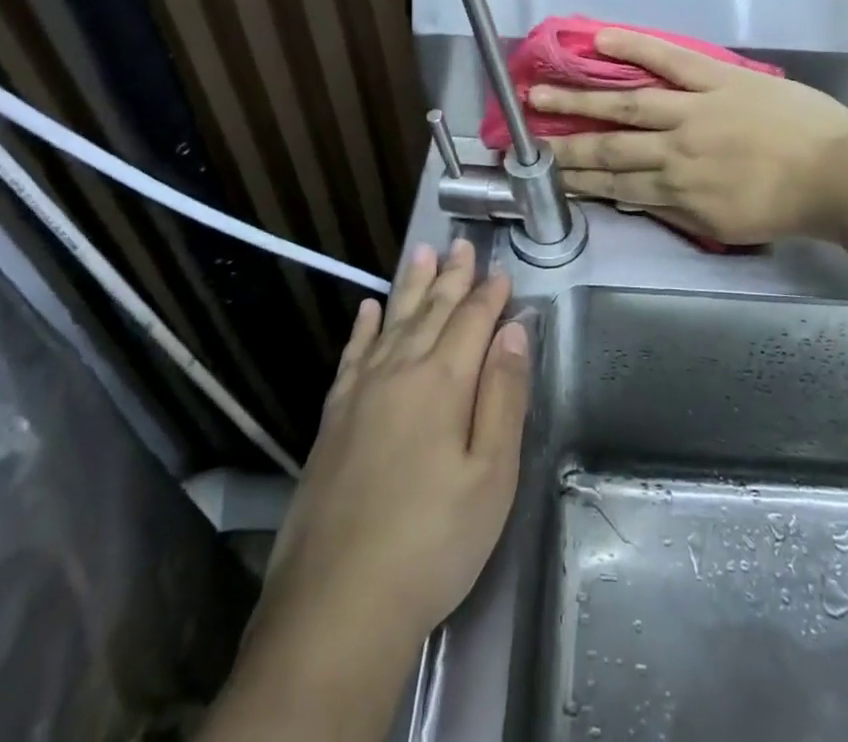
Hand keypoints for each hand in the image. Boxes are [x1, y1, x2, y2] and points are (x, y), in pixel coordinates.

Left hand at [256, 240, 529, 654]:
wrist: (338, 604)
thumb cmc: (433, 541)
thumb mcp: (491, 475)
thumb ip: (503, 396)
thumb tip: (515, 332)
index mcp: (442, 382)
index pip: (472, 321)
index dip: (489, 294)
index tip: (501, 270)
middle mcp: (399, 372)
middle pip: (432, 311)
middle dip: (452, 276)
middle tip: (462, 243)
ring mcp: (360, 393)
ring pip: (393, 321)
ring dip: (411, 286)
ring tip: (422, 252)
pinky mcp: (332, 418)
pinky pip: (352, 354)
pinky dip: (363, 327)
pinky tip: (368, 308)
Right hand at [531, 28, 847, 244]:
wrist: (839, 174)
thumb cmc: (787, 205)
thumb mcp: (726, 225)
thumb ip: (678, 210)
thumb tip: (637, 196)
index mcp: (677, 192)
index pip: (614, 186)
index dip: (576, 181)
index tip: (546, 176)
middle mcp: (672, 152)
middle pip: (606, 149)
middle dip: (561, 146)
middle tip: (522, 140)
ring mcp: (692, 111)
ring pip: (623, 106)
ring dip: (577, 102)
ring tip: (538, 94)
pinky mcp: (715, 79)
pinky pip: (668, 60)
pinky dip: (633, 49)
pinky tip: (598, 39)